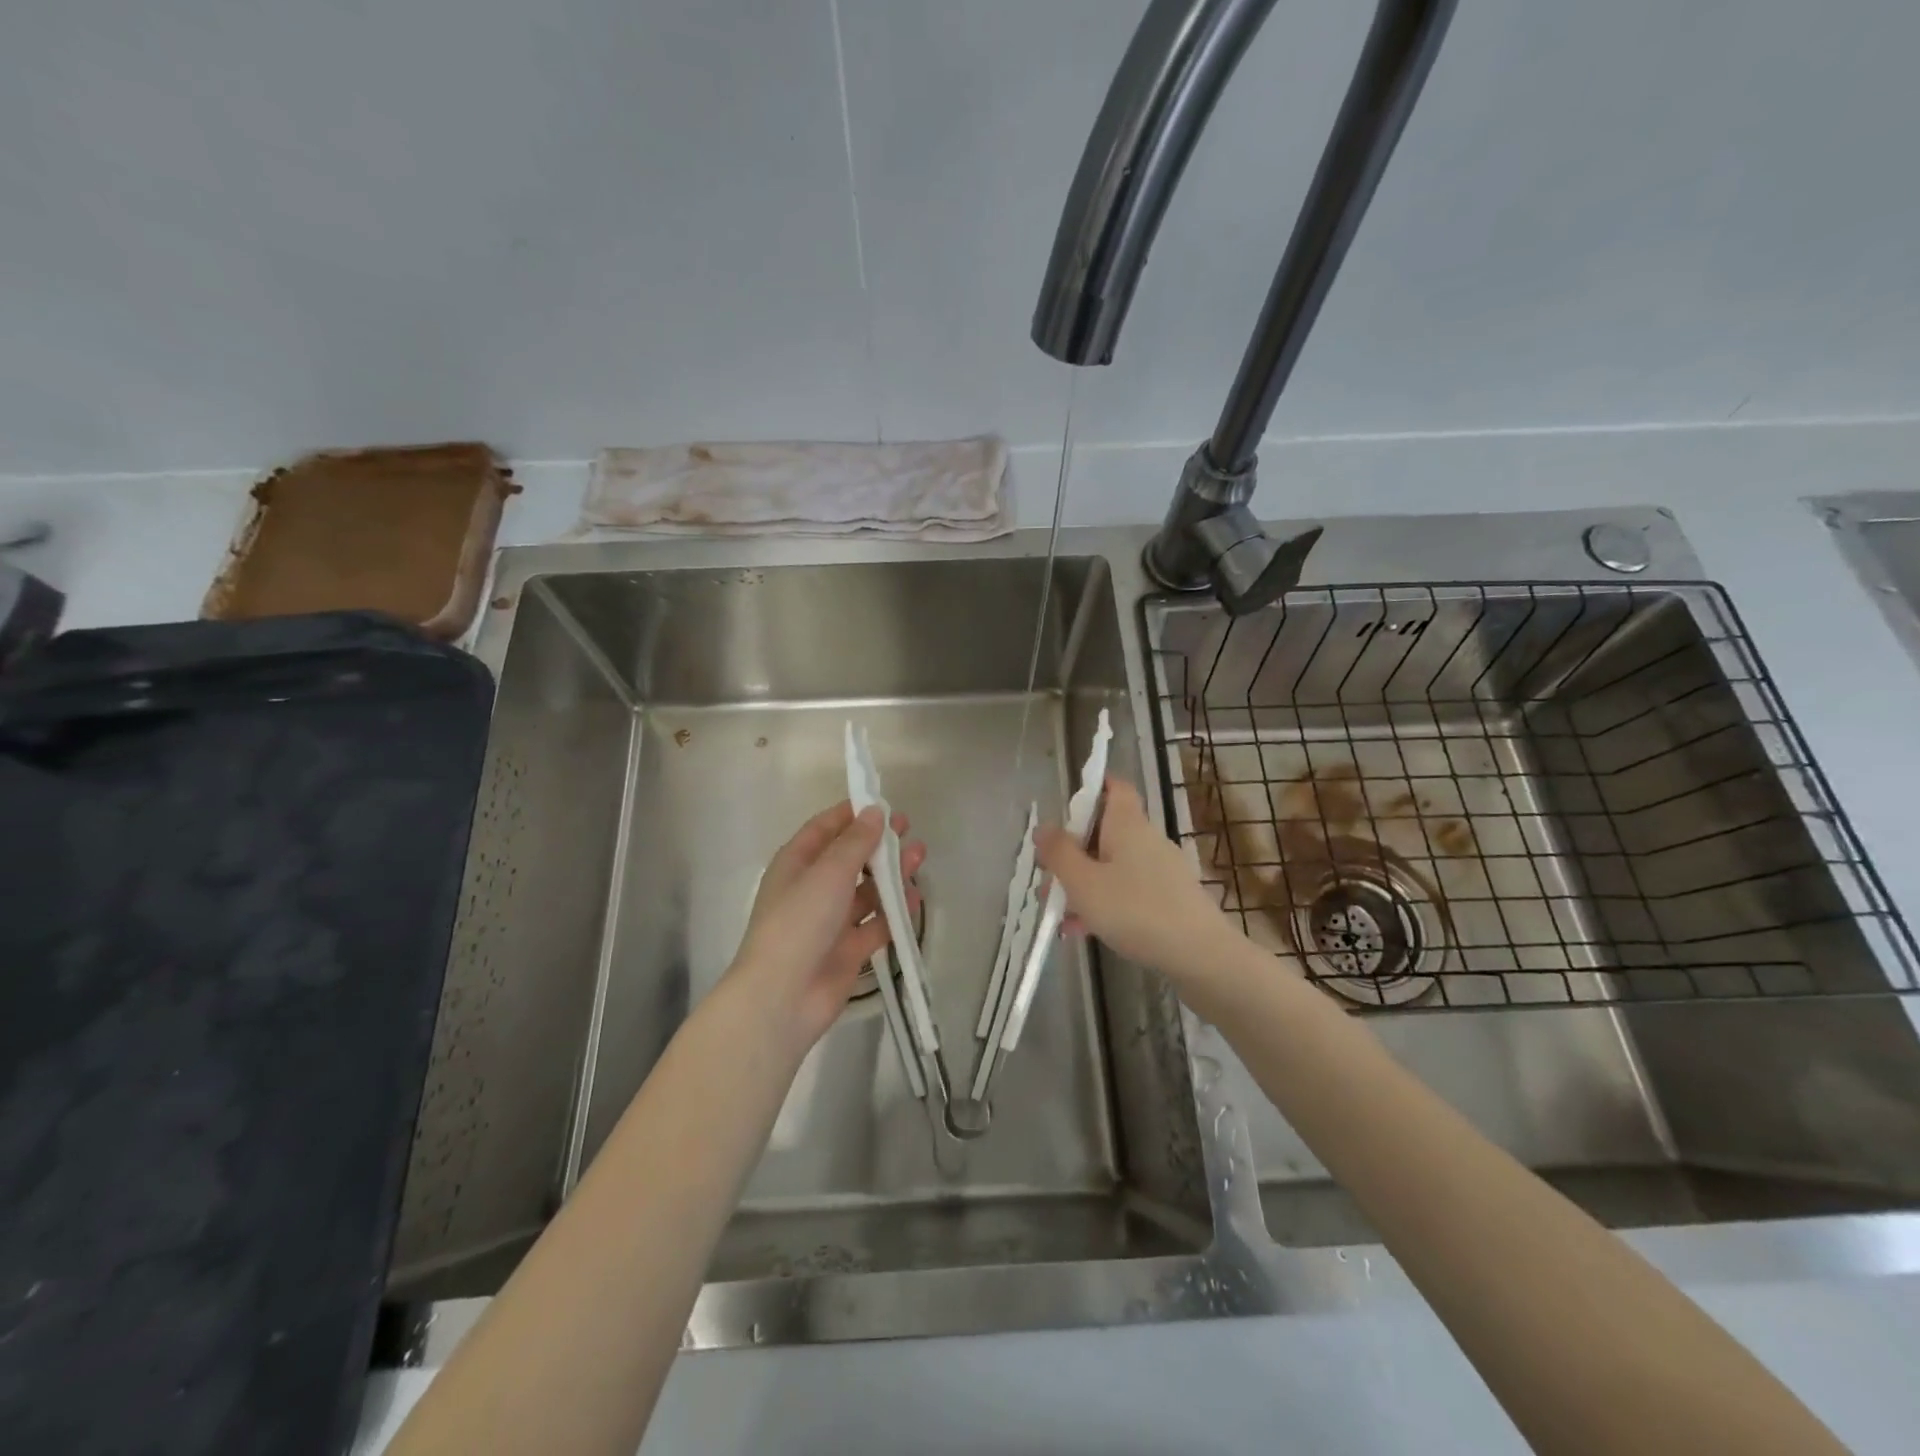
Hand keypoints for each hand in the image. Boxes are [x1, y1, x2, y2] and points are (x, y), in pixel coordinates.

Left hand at [729, 801, 925, 1049]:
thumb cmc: (799, 922)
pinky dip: (894, 912)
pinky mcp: (847, 950)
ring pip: (866, 890)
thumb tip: (875, 812)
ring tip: (920, 857)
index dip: (852, 814)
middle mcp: (812, 888)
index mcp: (796, 864)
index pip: (825, 829)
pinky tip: (915, 899)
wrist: (782, 997)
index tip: (883, 803)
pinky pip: (875, 923)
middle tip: (909, 829)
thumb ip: (856, 842)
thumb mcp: (829, 873)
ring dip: (891, 874)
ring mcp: (830, 921)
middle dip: (878, 843)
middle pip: (850, 858)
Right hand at [1035, 777, 1236, 985]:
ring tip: (1059, 914)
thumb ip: (1059, 853)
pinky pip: (1127, 890)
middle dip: (1072, 852)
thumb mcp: (1083, 882)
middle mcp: (1146, 839)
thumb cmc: (1135, 911)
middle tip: (1047, 880)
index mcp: (1127, 824)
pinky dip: (1104, 902)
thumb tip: (1043, 827)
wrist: (1200, 956)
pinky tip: (1084, 931)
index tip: (1064, 810)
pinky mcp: (1169, 898)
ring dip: (1084, 883)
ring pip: (1112, 865)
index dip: (1091, 788)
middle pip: (1104, 831)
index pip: (1114, 787)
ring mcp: (1161, 870)